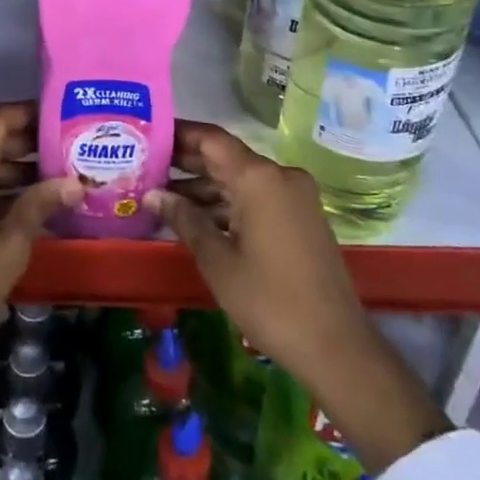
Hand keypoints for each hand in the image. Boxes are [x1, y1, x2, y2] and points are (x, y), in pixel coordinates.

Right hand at [146, 120, 448, 472]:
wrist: (335, 346)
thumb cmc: (268, 300)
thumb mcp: (216, 259)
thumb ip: (183, 219)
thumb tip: (152, 195)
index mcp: (259, 178)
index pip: (211, 139)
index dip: (179, 134)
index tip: (148, 134)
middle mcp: (279, 177)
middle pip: (225, 157)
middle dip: (186, 161)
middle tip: (144, 165)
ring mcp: (294, 197)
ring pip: (240, 180)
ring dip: (203, 187)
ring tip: (160, 196)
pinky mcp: (300, 218)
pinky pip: (256, 198)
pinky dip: (226, 204)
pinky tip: (194, 217)